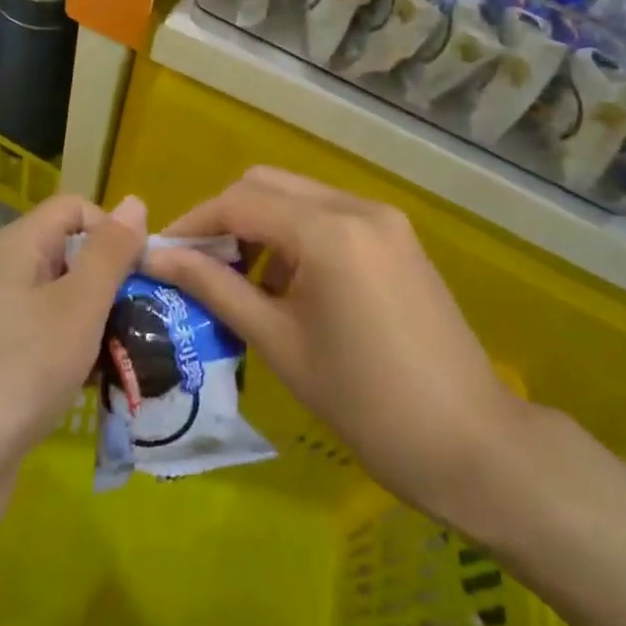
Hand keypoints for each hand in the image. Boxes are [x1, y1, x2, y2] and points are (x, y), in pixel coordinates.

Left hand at [0, 193, 146, 537]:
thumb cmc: (19, 369)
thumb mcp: (78, 304)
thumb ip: (110, 252)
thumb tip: (135, 200)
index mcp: (20, 246)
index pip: (76, 209)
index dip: (114, 230)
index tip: (145, 272)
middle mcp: (10, 275)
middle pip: (76, 256)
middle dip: (118, 282)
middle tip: (157, 317)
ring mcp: (7, 323)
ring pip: (71, 304)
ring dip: (108, 324)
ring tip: (147, 353)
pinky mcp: (8, 366)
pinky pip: (57, 343)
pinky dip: (86, 356)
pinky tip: (114, 382)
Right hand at [145, 168, 526, 532]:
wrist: (468, 442)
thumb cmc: (363, 402)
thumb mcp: (278, 342)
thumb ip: (214, 288)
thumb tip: (157, 258)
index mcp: (328, 230)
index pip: (239, 201)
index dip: (192, 224)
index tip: (159, 255)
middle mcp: (357, 206)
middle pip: (268, 184)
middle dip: (224, 218)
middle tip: (198, 267)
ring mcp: (384, 219)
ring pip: (299, 196)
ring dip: (260, 225)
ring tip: (239, 282)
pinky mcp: (398, 238)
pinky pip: (330, 217)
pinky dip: (296, 235)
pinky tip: (287, 284)